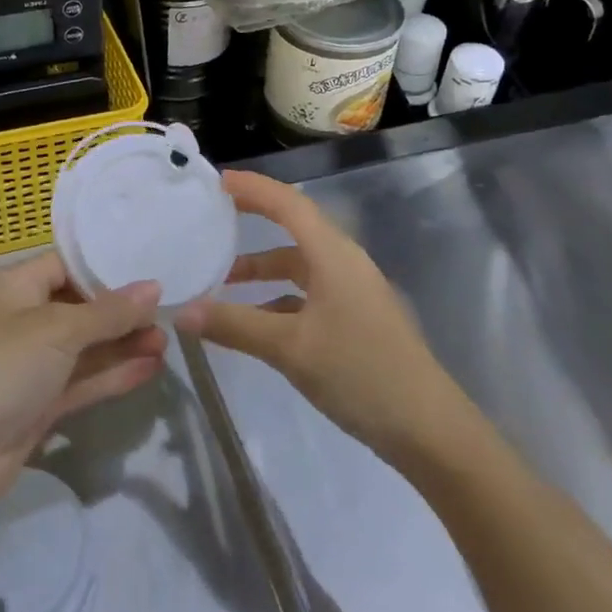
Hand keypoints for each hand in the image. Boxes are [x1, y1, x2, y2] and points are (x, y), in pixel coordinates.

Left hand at [0, 252, 164, 504]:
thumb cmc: (3, 367)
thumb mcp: (59, 330)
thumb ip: (110, 311)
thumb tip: (154, 287)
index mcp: (17, 286)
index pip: (67, 264)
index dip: (106, 268)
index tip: (150, 270)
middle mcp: (23, 319)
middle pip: (81, 307)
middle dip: (122, 312)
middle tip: (168, 315)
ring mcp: (32, 364)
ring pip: (85, 347)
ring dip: (122, 345)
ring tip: (167, 342)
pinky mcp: (39, 403)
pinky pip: (82, 380)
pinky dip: (113, 374)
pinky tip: (150, 369)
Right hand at [174, 171, 461, 466]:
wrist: (428, 429)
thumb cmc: (360, 372)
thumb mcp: (290, 348)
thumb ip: (235, 326)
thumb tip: (182, 312)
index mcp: (333, 254)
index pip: (288, 203)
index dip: (253, 189)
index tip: (217, 181)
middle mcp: (344, 263)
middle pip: (294, 228)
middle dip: (255, 220)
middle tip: (214, 218)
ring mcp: (353, 292)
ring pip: (299, 266)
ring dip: (263, 269)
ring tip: (222, 280)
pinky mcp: (356, 319)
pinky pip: (309, 294)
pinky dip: (278, 298)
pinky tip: (254, 322)